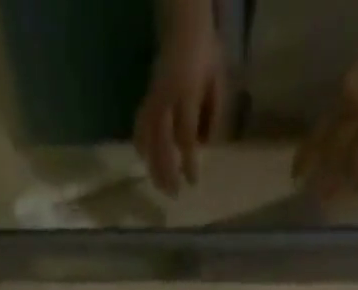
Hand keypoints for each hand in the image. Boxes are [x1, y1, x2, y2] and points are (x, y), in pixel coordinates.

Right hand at [134, 16, 225, 194]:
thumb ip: (214, 115)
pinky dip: (140, 144)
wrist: (184, 26)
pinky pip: (139, 125)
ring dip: (153, 165)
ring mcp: (154, 99)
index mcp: (187, 94)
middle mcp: (166, 99)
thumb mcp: (218, 82)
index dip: (189, 162)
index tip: (192, 182)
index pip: (186, 136)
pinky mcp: (147, 98)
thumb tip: (205, 146)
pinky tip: (143, 160)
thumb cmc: (206, 56)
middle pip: (162, 143)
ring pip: (149, 138)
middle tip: (173, 194)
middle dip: (167, 171)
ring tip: (159, 187)